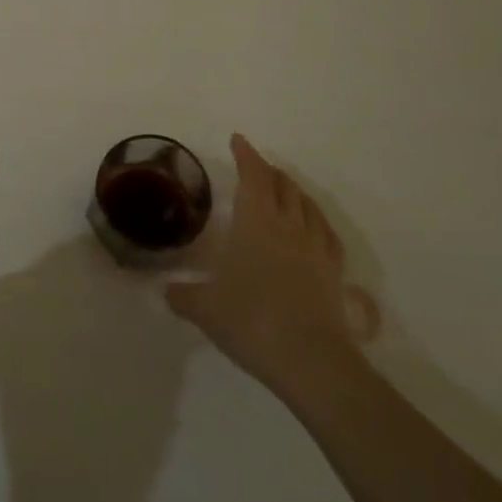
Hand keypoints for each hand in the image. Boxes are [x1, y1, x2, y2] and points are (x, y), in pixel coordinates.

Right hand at [166, 133, 378, 411]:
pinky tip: (314, 228)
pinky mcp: (334, 273)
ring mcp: (316, 248)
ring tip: (285, 189)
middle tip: (256, 167)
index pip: (253, 176)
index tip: (238, 140)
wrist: (311, 361)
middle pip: (283, 185)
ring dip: (294, 191)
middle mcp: (288, 226)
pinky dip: (316, 220)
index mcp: (256, 222)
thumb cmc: (252, 321)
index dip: (246, 155)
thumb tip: (166, 290)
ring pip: (308, 205)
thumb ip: (183, 295)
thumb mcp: (204, 308)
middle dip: (269, 171)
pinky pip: (327, 234)